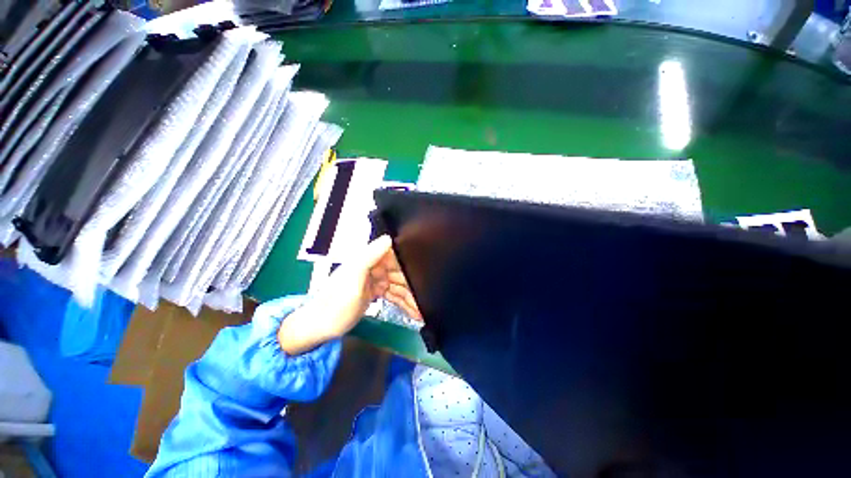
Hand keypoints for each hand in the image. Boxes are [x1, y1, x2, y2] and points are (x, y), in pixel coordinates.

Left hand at [278, 235, 421, 354]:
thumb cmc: (335, 306)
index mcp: (368, 260)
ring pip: (399, 285)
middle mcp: (373, 267)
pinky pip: (393, 294)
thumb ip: (370, 257)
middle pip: (400, 272)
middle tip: (428, 298)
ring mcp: (375, 280)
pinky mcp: (375, 291)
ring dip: (411, 297)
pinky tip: (414, 311)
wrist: (319, 328)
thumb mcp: (353, 281)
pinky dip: (403, 303)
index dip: (410, 260)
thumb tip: (389, 238)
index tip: (425, 269)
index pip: (395, 254)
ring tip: (423, 310)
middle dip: (414, 284)